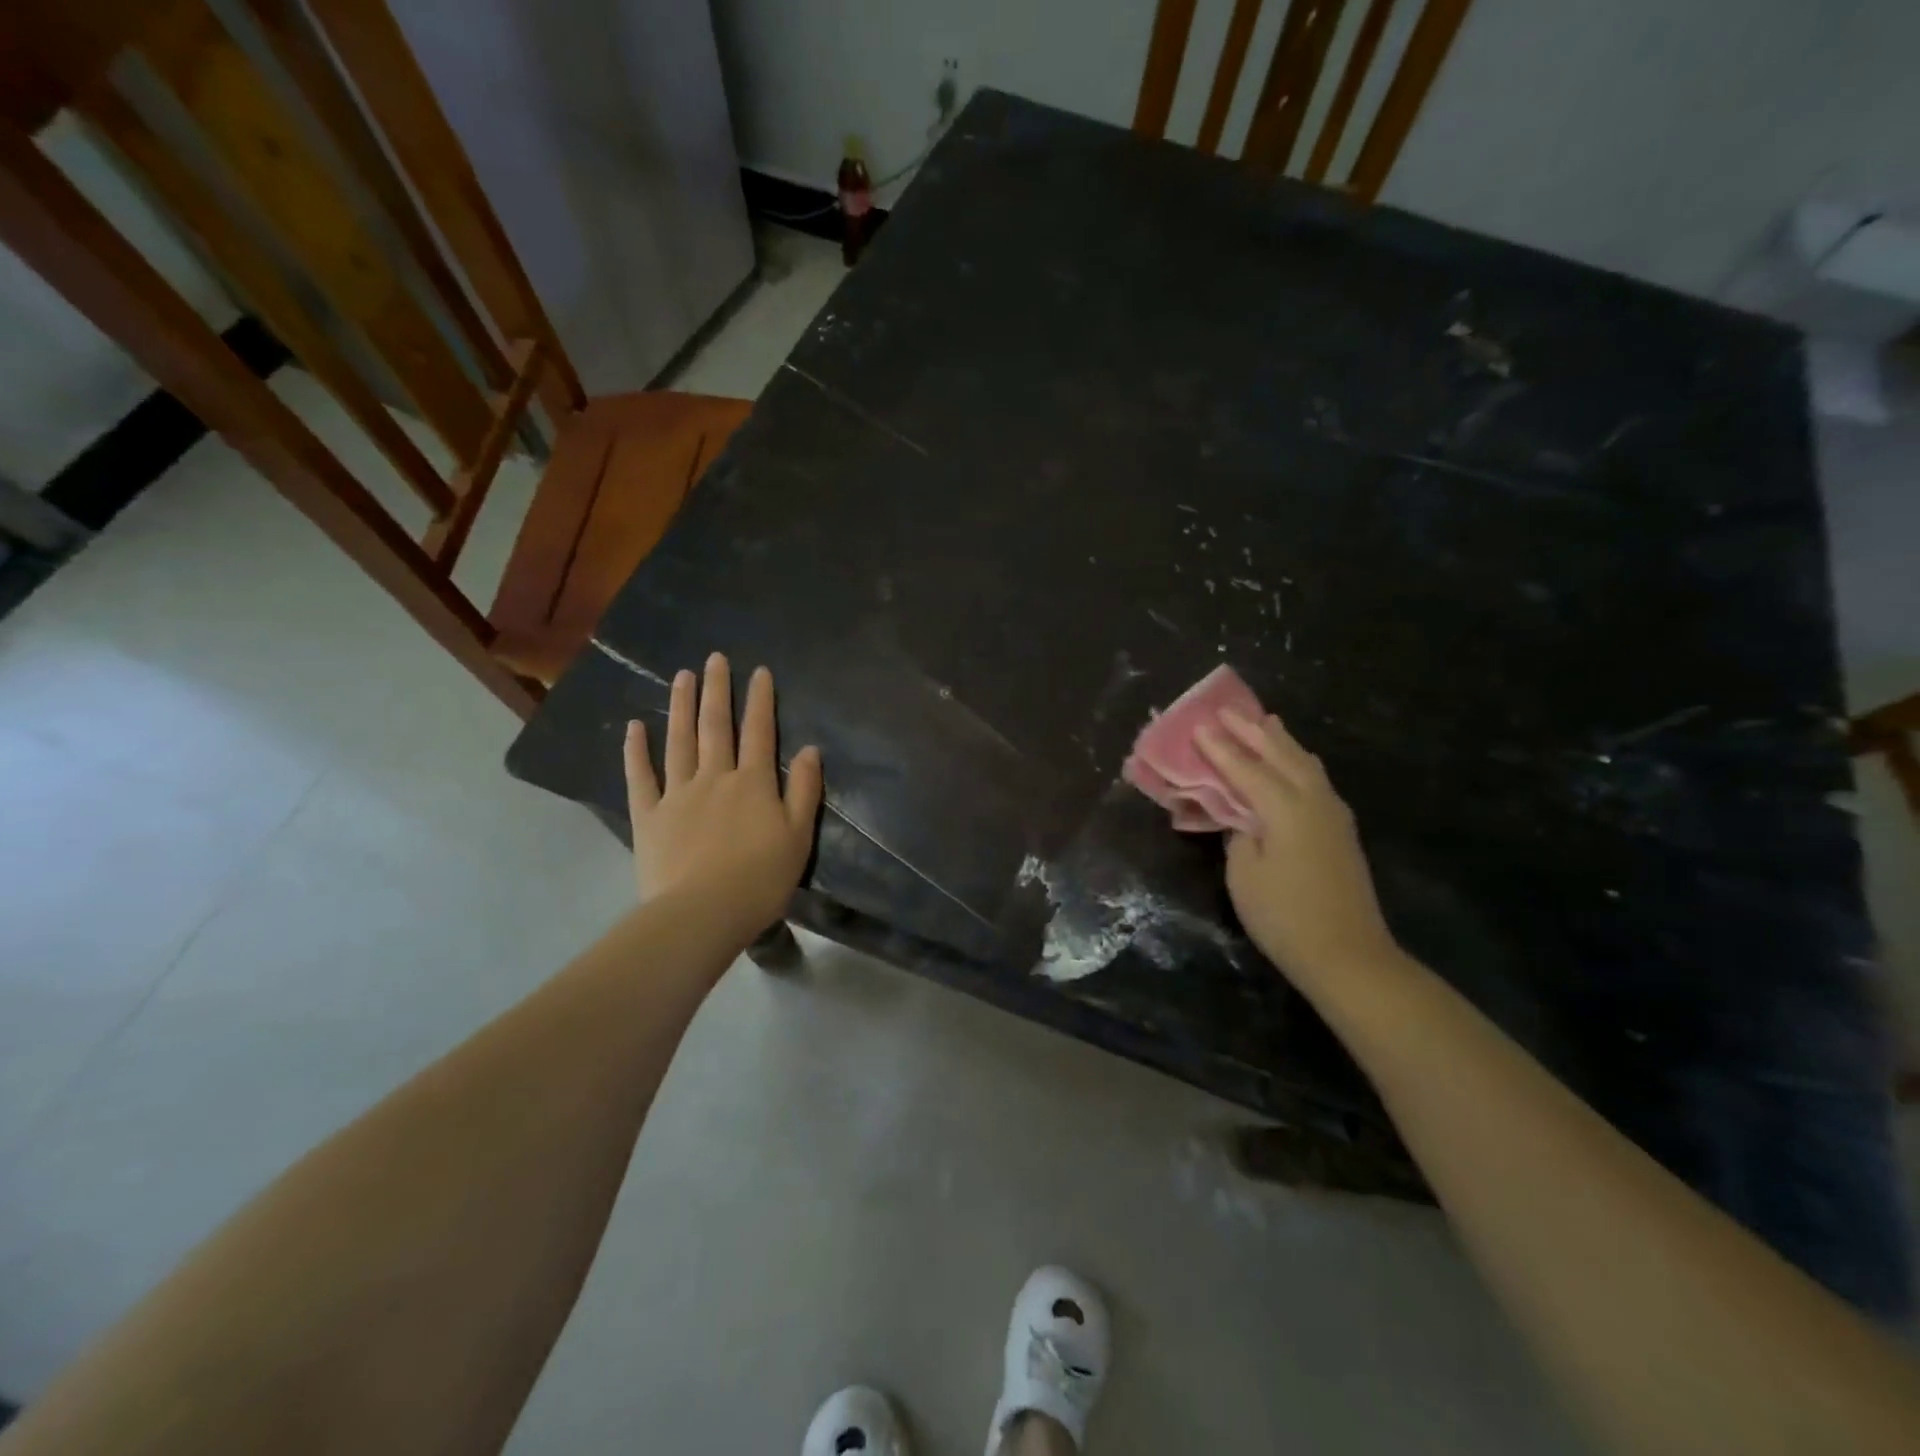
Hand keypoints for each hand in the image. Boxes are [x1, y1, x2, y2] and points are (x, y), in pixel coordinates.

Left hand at [624, 652, 822, 943]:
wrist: (703, 913)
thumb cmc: (760, 879)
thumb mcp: (798, 836)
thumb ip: (805, 791)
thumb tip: (812, 749)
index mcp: (754, 783)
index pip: (759, 732)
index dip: (760, 700)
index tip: (758, 671)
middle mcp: (715, 777)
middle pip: (716, 727)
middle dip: (717, 690)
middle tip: (714, 659)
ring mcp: (678, 794)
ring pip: (680, 741)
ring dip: (681, 707)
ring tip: (681, 676)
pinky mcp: (650, 816)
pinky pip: (641, 777)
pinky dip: (636, 751)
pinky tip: (634, 727)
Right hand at [1196, 710, 1400, 987]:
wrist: (1348, 955)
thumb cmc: (1284, 917)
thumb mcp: (1244, 874)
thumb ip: (1238, 833)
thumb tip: (1241, 815)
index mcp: (1285, 808)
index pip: (1245, 768)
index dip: (1220, 748)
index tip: (1198, 725)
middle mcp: (1313, 800)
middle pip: (1280, 754)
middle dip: (1251, 731)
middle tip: (1226, 711)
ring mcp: (1333, 813)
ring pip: (1304, 763)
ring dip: (1280, 741)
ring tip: (1264, 722)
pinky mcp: (1340, 829)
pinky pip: (1314, 778)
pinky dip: (1296, 761)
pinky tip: (1291, 762)